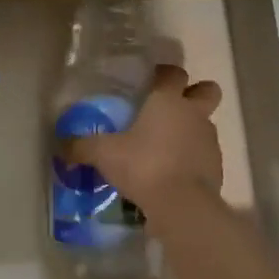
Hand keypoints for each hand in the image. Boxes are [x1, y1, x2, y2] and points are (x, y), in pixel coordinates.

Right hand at [68, 64, 223, 221]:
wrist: (182, 206)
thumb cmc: (143, 166)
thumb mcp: (104, 154)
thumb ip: (82, 147)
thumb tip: (60, 146)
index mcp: (167, 100)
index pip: (173, 73)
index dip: (163, 73)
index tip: (151, 80)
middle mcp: (193, 114)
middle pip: (207, 90)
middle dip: (196, 93)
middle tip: (172, 107)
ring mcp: (209, 140)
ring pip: (205, 123)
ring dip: (191, 129)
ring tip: (166, 147)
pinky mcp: (217, 167)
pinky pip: (205, 153)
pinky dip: (193, 158)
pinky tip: (174, 173)